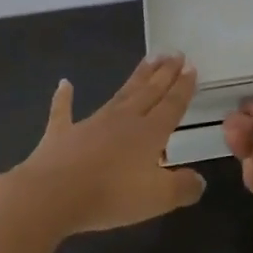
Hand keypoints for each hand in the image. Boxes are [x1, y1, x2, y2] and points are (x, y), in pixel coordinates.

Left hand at [9, 54, 205, 233]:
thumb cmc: (110, 195)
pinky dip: (64, 97)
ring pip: (120, 95)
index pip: (171, 105)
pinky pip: (63, 111)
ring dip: (136, 77)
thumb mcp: (157, 198)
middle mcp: (124, 120)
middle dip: (164, 73)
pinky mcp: (62, 134)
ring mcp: (91, 123)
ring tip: (149, 59)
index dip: (183, 87)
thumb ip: (182, 188)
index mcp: (149, 133)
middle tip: (175, 53)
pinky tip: (64, 83)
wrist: (51, 195)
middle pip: (149, 92)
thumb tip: (201, 181)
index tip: (191, 67)